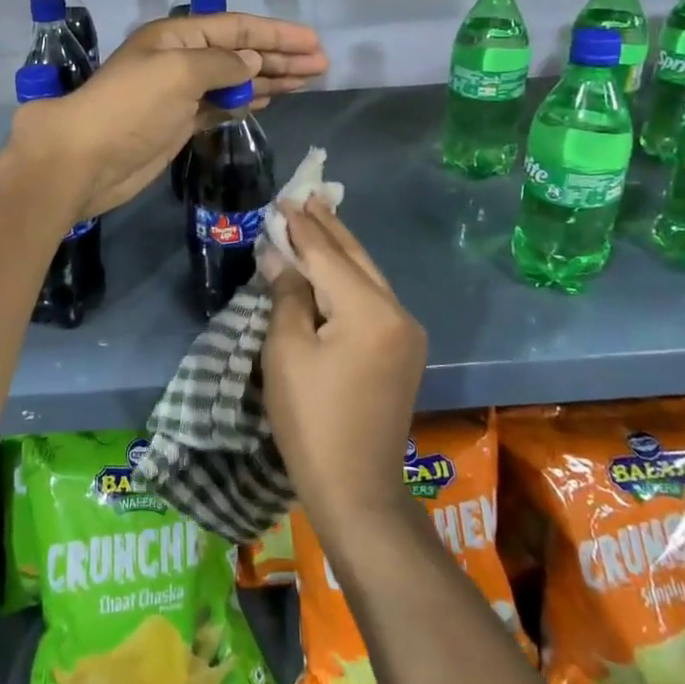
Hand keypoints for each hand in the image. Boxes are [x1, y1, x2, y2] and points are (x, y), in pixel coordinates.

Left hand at [10, 12, 326, 218]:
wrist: (86, 159)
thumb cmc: (130, 107)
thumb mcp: (179, 72)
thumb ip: (222, 64)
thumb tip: (253, 65)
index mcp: (177, 36)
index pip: (237, 29)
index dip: (277, 35)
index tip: (313, 43)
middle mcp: (181, 59)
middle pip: (240, 52)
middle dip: (280, 57)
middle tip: (321, 66)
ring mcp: (180, 93)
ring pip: (235, 79)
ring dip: (270, 79)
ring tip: (308, 80)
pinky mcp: (180, 123)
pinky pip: (222, 105)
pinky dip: (247, 101)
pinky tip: (270, 99)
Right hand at [263, 200, 428, 543]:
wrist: (356, 488)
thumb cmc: (311, 419)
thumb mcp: (287, 351)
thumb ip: (286, 294)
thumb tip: (278, 254)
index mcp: (369, 310)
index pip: (328, 255)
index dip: (301, 227)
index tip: (283, 200)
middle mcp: (398, 312)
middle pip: (356, 258)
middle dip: (328, 227)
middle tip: (305, 196)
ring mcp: (406, 332)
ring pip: (368, 276)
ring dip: (340, 249)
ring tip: (317, 218)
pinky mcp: (404, 350)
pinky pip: (373, 299)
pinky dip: (349, 278)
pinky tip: (333, 266)